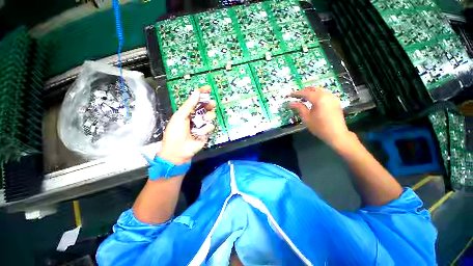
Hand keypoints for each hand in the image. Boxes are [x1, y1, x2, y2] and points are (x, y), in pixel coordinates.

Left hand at [159, 86, 215, 163]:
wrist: (178, 151)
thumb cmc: (175, 133)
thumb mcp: (180, 116)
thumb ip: (189, 105)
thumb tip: (196, 92)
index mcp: (187, 112)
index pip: (196, 100)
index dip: (201, 94)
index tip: (208, 88)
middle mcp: (195, 117)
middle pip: (205, 107)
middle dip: (209, 104)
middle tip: (212, 104)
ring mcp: (201, 125)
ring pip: (210, 116)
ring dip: (207, 118)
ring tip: (202, 122)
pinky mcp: (206, 132)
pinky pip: (210, 126)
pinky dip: (205, 129)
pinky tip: (199, 134)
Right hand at [289, 87, 351, 147]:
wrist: (336, 134)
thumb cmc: (319, 127)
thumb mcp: (307, 117)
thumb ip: (299, 108)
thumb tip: (290, 103)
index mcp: (319, 99)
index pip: (305, 93)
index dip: (296, 93)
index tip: (289, 95)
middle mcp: (327, 95)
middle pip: (313, 89)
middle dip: (303, 91)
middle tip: (295, 96)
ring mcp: (332, 97)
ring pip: (319, 90)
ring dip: (310, 92)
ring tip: (302, 98)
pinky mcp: (335, 101)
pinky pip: (324, 94)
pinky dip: (317, 95)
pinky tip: (312, 101)